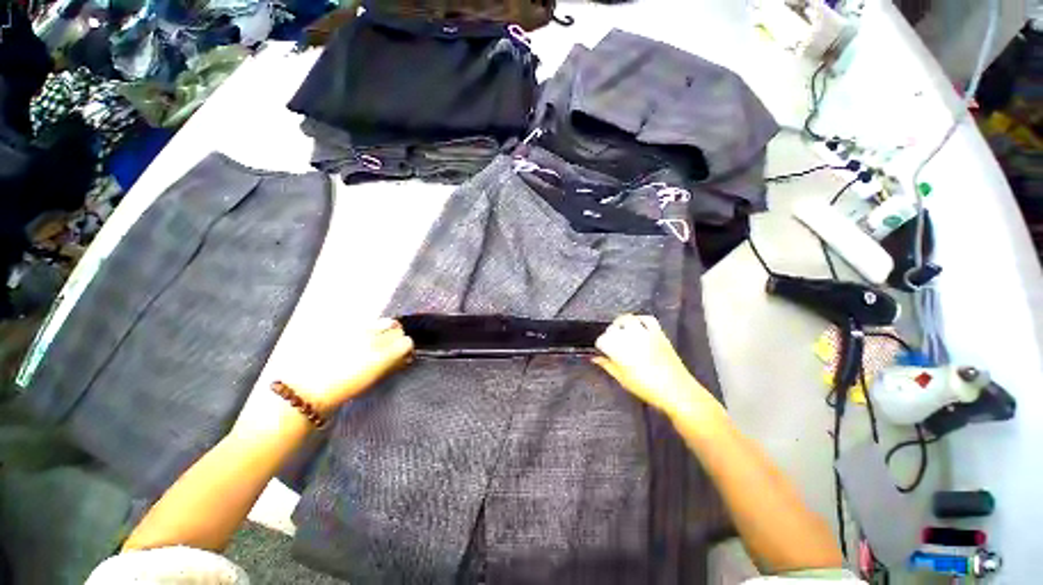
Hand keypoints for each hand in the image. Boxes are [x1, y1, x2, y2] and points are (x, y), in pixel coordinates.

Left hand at [283, 318, 413, 415]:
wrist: (305, 389)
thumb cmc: (341, 391)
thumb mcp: (373, 380)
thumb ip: (392, 365)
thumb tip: (404, 358)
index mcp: (382, 355)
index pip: (407, 341)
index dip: (405, 348)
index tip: (401, 355)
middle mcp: (373, 338)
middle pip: (396, 327)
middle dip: (396, 336)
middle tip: (389, 346)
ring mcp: (358, 329)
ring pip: (382, 321)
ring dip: (384, 328)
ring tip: (375, 339)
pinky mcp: (344, 325)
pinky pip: (366, 322)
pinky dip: (368, 328)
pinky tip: (359, 338)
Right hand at [592, 315, 713, 418]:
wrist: (676, 390)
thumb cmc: (646, 387)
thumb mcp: (622, 379)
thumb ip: (607, 365)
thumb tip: (595, 358)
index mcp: (617, 349)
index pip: (602, 340)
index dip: (601, 346)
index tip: (605, 353)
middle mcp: (629, 337)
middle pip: (613, 328)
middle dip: (610, 334)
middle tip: (613, 344)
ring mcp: (644, 333)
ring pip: (627, 319)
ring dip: (622, 323)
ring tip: (622, 331)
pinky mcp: (658, 332)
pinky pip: (647, 318)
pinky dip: (640, 319)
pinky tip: (638, 326)